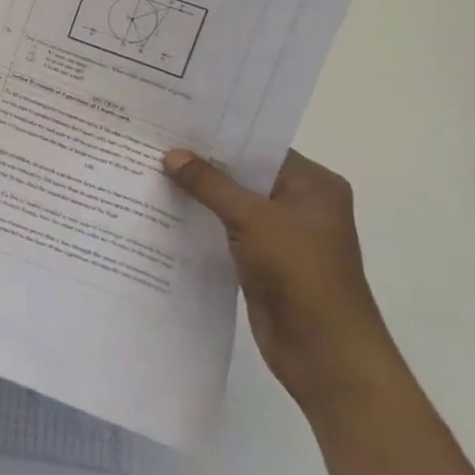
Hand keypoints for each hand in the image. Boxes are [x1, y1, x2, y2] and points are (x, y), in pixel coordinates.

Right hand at [163, 148, 474, 474]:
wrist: (325, 353)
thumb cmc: (301, 274)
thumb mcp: (253, 219)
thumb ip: (211, 184)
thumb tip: (172, 155)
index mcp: (313, 185)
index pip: (260, 146)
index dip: (220, 134)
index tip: (176, 120)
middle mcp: (299, 204)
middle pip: (244, 174)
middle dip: (203, 162)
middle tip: (153, 140)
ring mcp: (281, 234)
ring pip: (232, 203)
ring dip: (198, 193)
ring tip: (149, 169)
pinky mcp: (261, 260)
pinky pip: (226, 230)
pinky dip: (201, 221)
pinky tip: (164, 210)